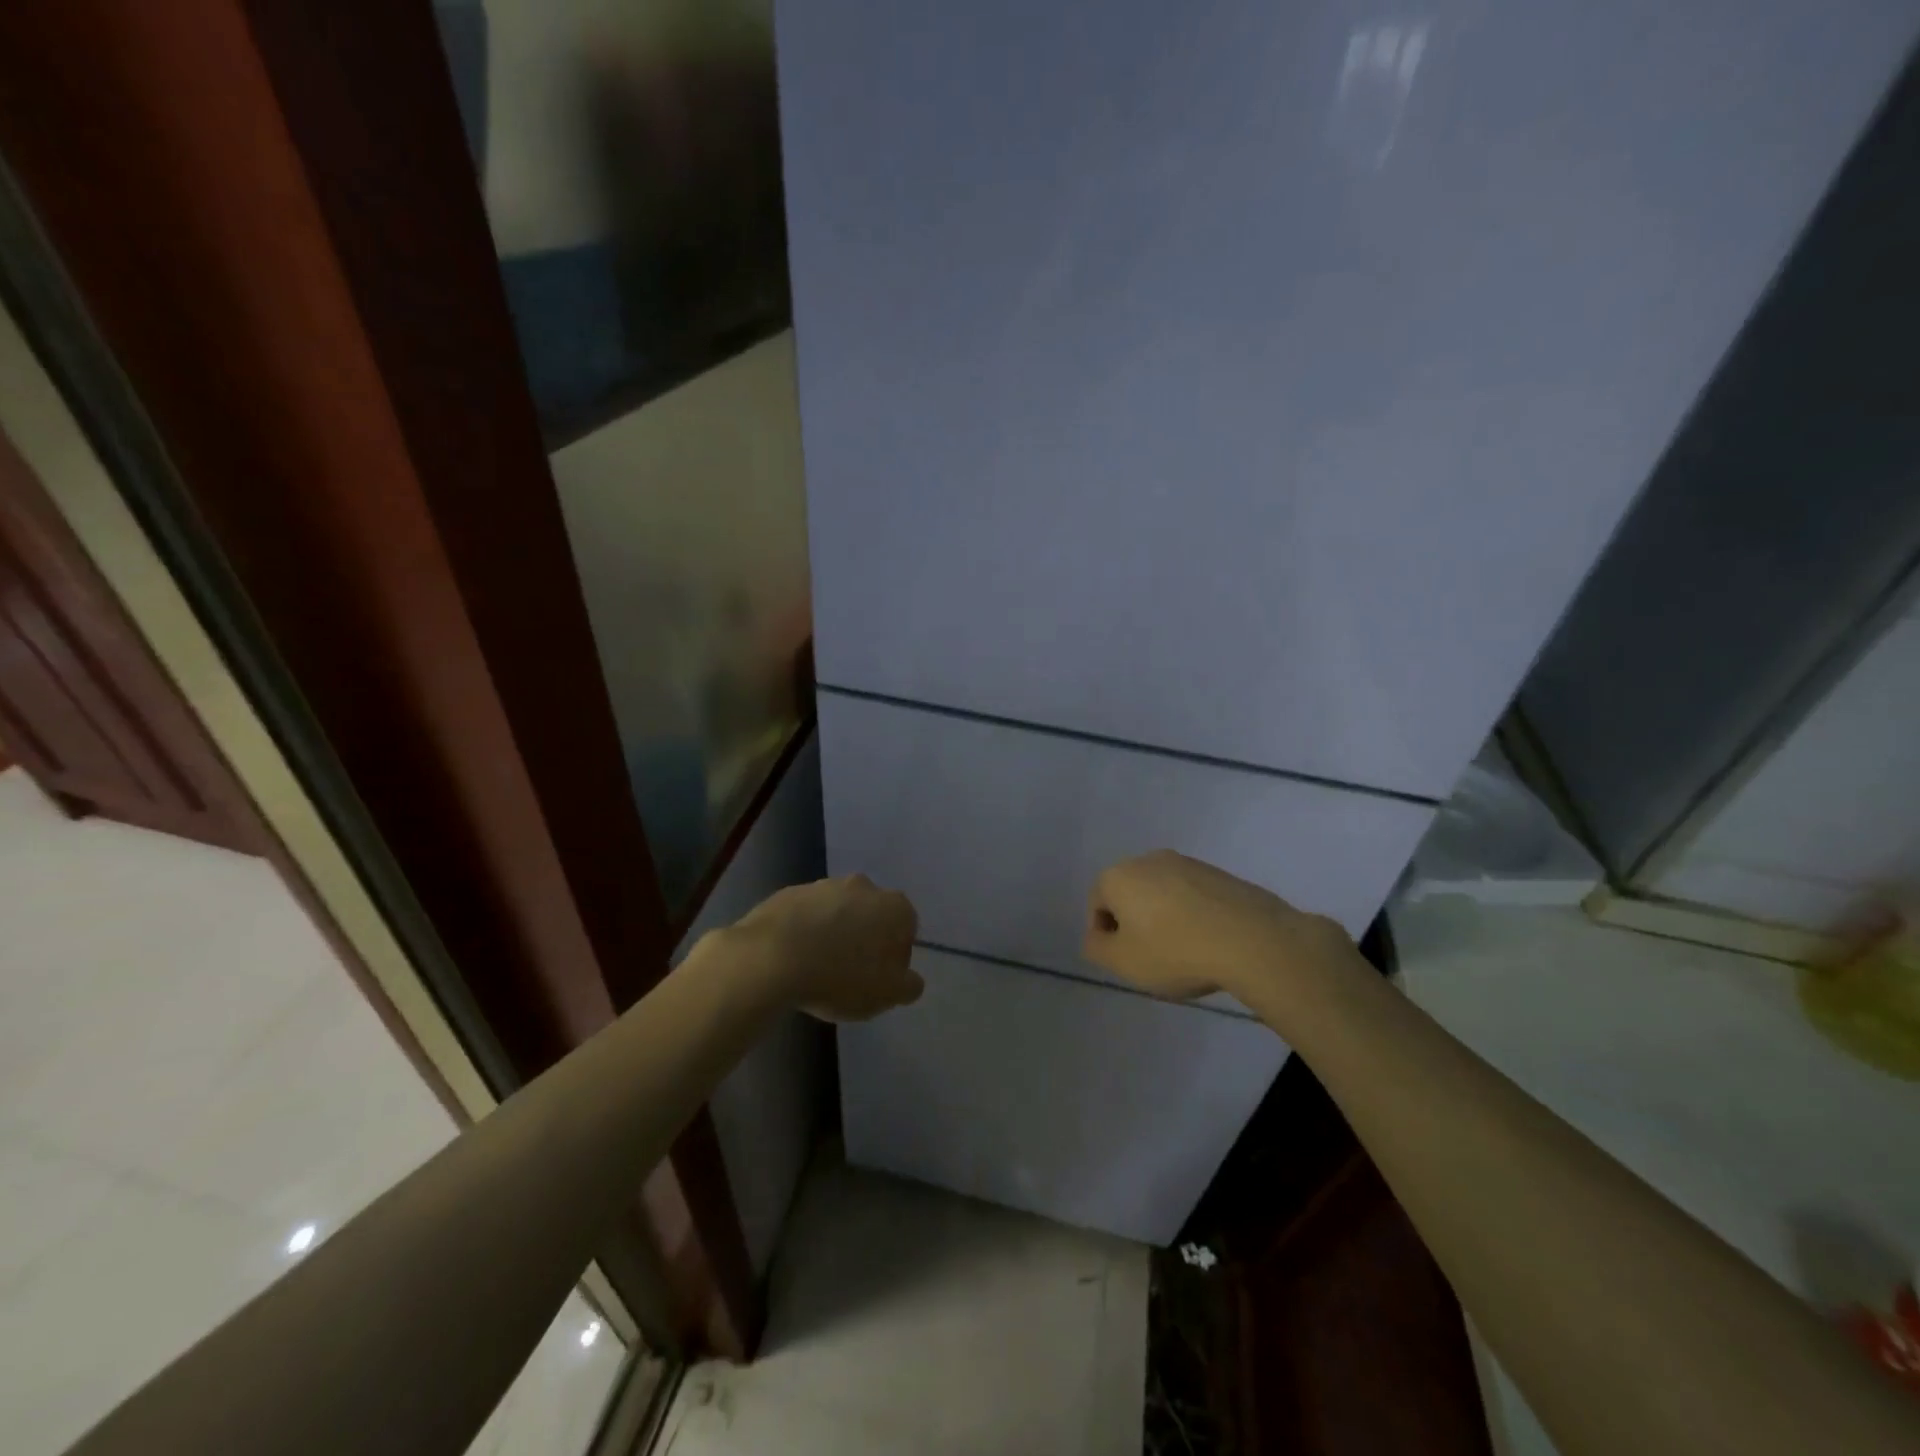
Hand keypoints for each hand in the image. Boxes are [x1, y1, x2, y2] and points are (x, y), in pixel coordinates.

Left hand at [728, 874, 923, 1021]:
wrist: (772, 958)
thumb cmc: (841, 977)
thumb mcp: (887, 995)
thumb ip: (908, 986)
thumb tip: (911, 980)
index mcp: (894, 907)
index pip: (906, 930)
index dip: (894, 958)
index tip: (878, 980)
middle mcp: (864, 887)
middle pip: (871, 915)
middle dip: (865, 939)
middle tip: (849, 974)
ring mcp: (824, 885)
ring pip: (838, 912)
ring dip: (834, 933)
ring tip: (817, 969)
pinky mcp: (790, 891)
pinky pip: (805, 914)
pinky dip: (804, 931)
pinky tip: (793, 958)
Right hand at [1082, 850, 1356, 1004]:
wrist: (1252, 939)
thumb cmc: (1175, 951)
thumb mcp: (1123, 962)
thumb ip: (1097, 948)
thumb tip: (1097, 936)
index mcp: (1118, 875)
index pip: (1097, 905)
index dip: (1106, 937)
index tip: (1126, 962)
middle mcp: (1148, 859)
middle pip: (1129, 895)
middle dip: (1135, 923)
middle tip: (1151, 957)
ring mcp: (1187, 862)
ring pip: (1162, 894)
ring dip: (1164, 918)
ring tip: (1184, 952)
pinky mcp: (1219, 873)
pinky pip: (1192, 896)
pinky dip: (1192, 915)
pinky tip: (1208, 942)